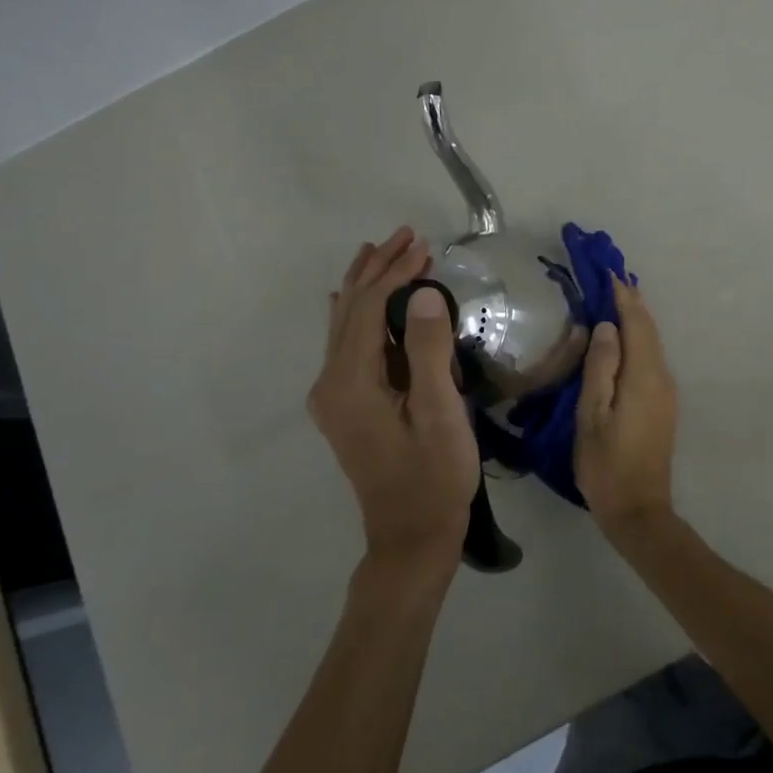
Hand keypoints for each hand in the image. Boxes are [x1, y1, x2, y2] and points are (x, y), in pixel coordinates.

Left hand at [306, 227, 479, 574]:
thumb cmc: (433, 476)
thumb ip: (429, 350)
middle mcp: (331, 383)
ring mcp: (334, 397)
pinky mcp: (346, 406)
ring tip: (382, 252)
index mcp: (350, 382)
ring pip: (345, 325)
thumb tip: (424, 293)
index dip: (396, 273)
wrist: (411, 537)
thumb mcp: (440, 413)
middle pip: (350, 310)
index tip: (426, 247)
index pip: (369, 309)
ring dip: (366, 286)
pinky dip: (360, 314)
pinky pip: (348, 345)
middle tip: (407, 236)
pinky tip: (357, 302)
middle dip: (377, 269)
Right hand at [574, 279, 678, 531]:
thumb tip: (606, 326)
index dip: (623, 296)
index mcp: (644, 376)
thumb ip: (600, 367)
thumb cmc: (606, 464)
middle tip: (610, 277)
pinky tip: (623, 339)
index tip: (607, 271)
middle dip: (631, 302)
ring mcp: (667, 392)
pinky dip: (638, 340)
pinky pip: (651, 359)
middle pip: (649, 330)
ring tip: (614, 300)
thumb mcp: (591, 415)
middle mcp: (662, 378)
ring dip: (635, 320)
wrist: (638, 510)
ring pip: (652, 344)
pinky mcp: (663, 405)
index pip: (637, 323)